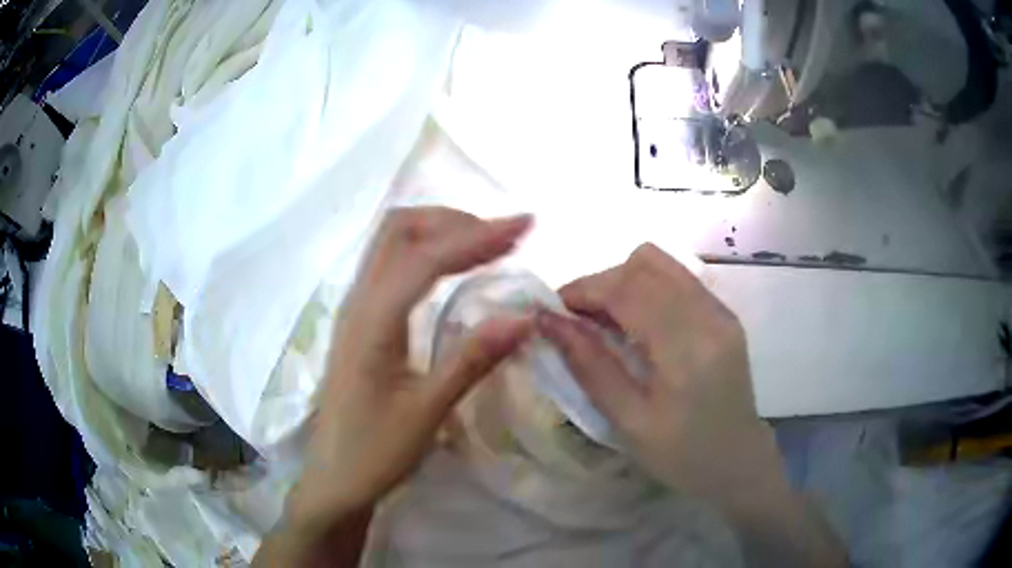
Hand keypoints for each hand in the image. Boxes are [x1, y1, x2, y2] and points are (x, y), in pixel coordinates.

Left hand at [287, 207, 532, 532]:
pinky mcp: (360, 321)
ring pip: (391, 243)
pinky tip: (452, 271)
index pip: (426, 258)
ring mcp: (355, 308)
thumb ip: (473, 359)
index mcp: (371, 321)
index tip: (524, 225)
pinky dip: (426, 252)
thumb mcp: (428, 412)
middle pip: (398, 230)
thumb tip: (524, 316)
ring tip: (485, 246)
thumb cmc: (375, 452)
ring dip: (438, 231)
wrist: (333, 478)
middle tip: (501, 237)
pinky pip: (391, 265)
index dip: (477, 236)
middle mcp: (358, 301)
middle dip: (453, 220)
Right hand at [536, 244, 845, 565]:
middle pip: (643, 266)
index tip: (552, 310)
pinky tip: (634, 321)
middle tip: (575, 320)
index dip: (583, 289)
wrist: (738, 461)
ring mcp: (720, 310)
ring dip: (622, 281)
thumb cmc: (681, 455)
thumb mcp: (628, 422)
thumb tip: (548, 322)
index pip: (628, 289)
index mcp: (687, 348)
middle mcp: (709, 315)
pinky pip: (676, 278)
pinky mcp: (723, 313)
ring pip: (660, 263)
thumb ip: (590, 366)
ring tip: (603, 318)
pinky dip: (645, 288)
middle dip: (599, 284)